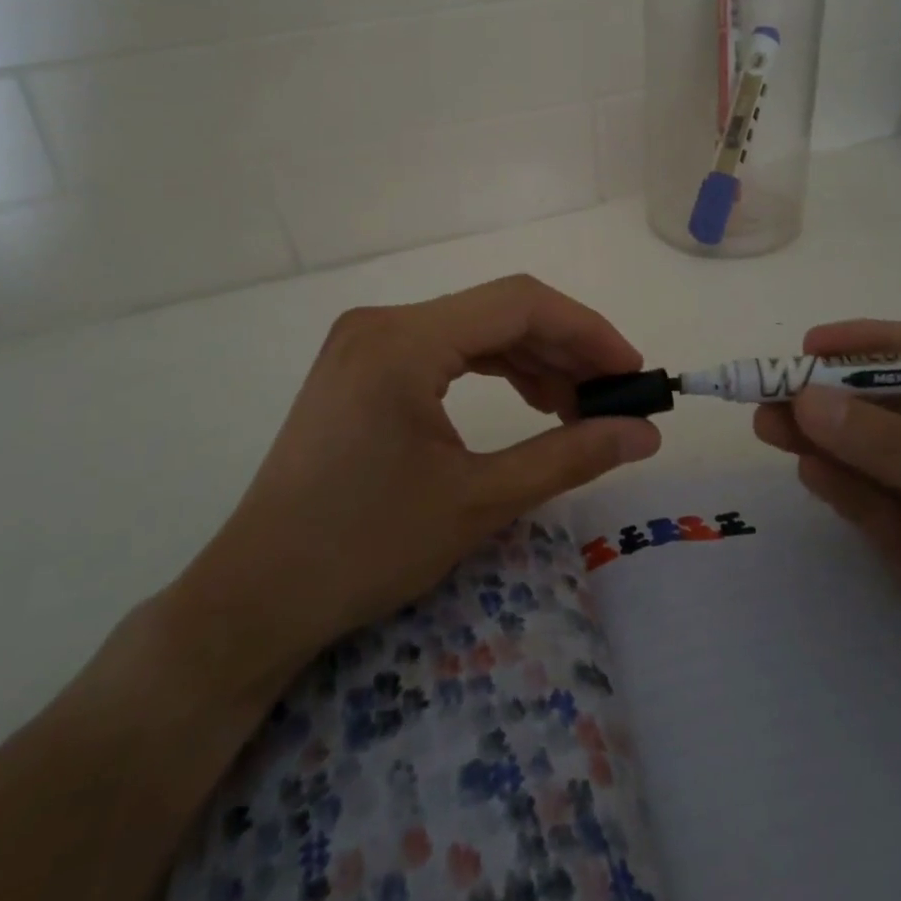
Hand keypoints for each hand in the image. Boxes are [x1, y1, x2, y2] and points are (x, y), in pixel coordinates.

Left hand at [164, 275, 661, 708]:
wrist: (256, 597)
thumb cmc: (364, 549)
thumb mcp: (478, 500)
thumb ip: (569, 456)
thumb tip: (644, 433)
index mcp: (404, 340)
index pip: (519, 303)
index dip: (587, 331)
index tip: (632, 374)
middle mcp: (382, 321)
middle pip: (498, 311)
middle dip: (564, 350)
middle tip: (613, 400)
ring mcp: (366, 340)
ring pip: (474, 329)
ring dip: (533, 361)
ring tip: (577, 409)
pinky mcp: (361, 365)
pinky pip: (445, 348)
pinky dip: (494, 369)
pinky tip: (530, 402)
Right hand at [754, 319, 900, 825]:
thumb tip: (810, 400)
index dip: (874, 347)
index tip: (812, 346)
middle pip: (890, 408)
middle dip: (833, 394)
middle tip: (768, 388)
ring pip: (870, 456)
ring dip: (820, 437)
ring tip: (766, 423)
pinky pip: (871, 508)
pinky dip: (837, 486)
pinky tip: (806, 470)